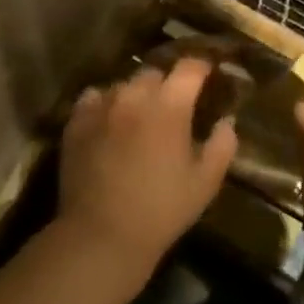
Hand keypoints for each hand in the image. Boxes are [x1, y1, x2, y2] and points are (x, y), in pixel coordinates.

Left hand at [56, 58, 236, 286]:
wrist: (102, 236)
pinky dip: (106, 102)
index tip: (209, 75)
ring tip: (141, 114)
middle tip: (175, 104)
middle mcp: (135, 96)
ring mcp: (102, 107)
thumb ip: (222, 144)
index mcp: (170, 106)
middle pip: (155, 72)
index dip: (202, 67)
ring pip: (124, 84)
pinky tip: (111, 121)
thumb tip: (226, 120)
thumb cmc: (162, 210)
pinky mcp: (77, 123)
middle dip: (168, 82)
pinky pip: (94, 97)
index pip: (190, 67)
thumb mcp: (206, 182)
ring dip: (137, 93)